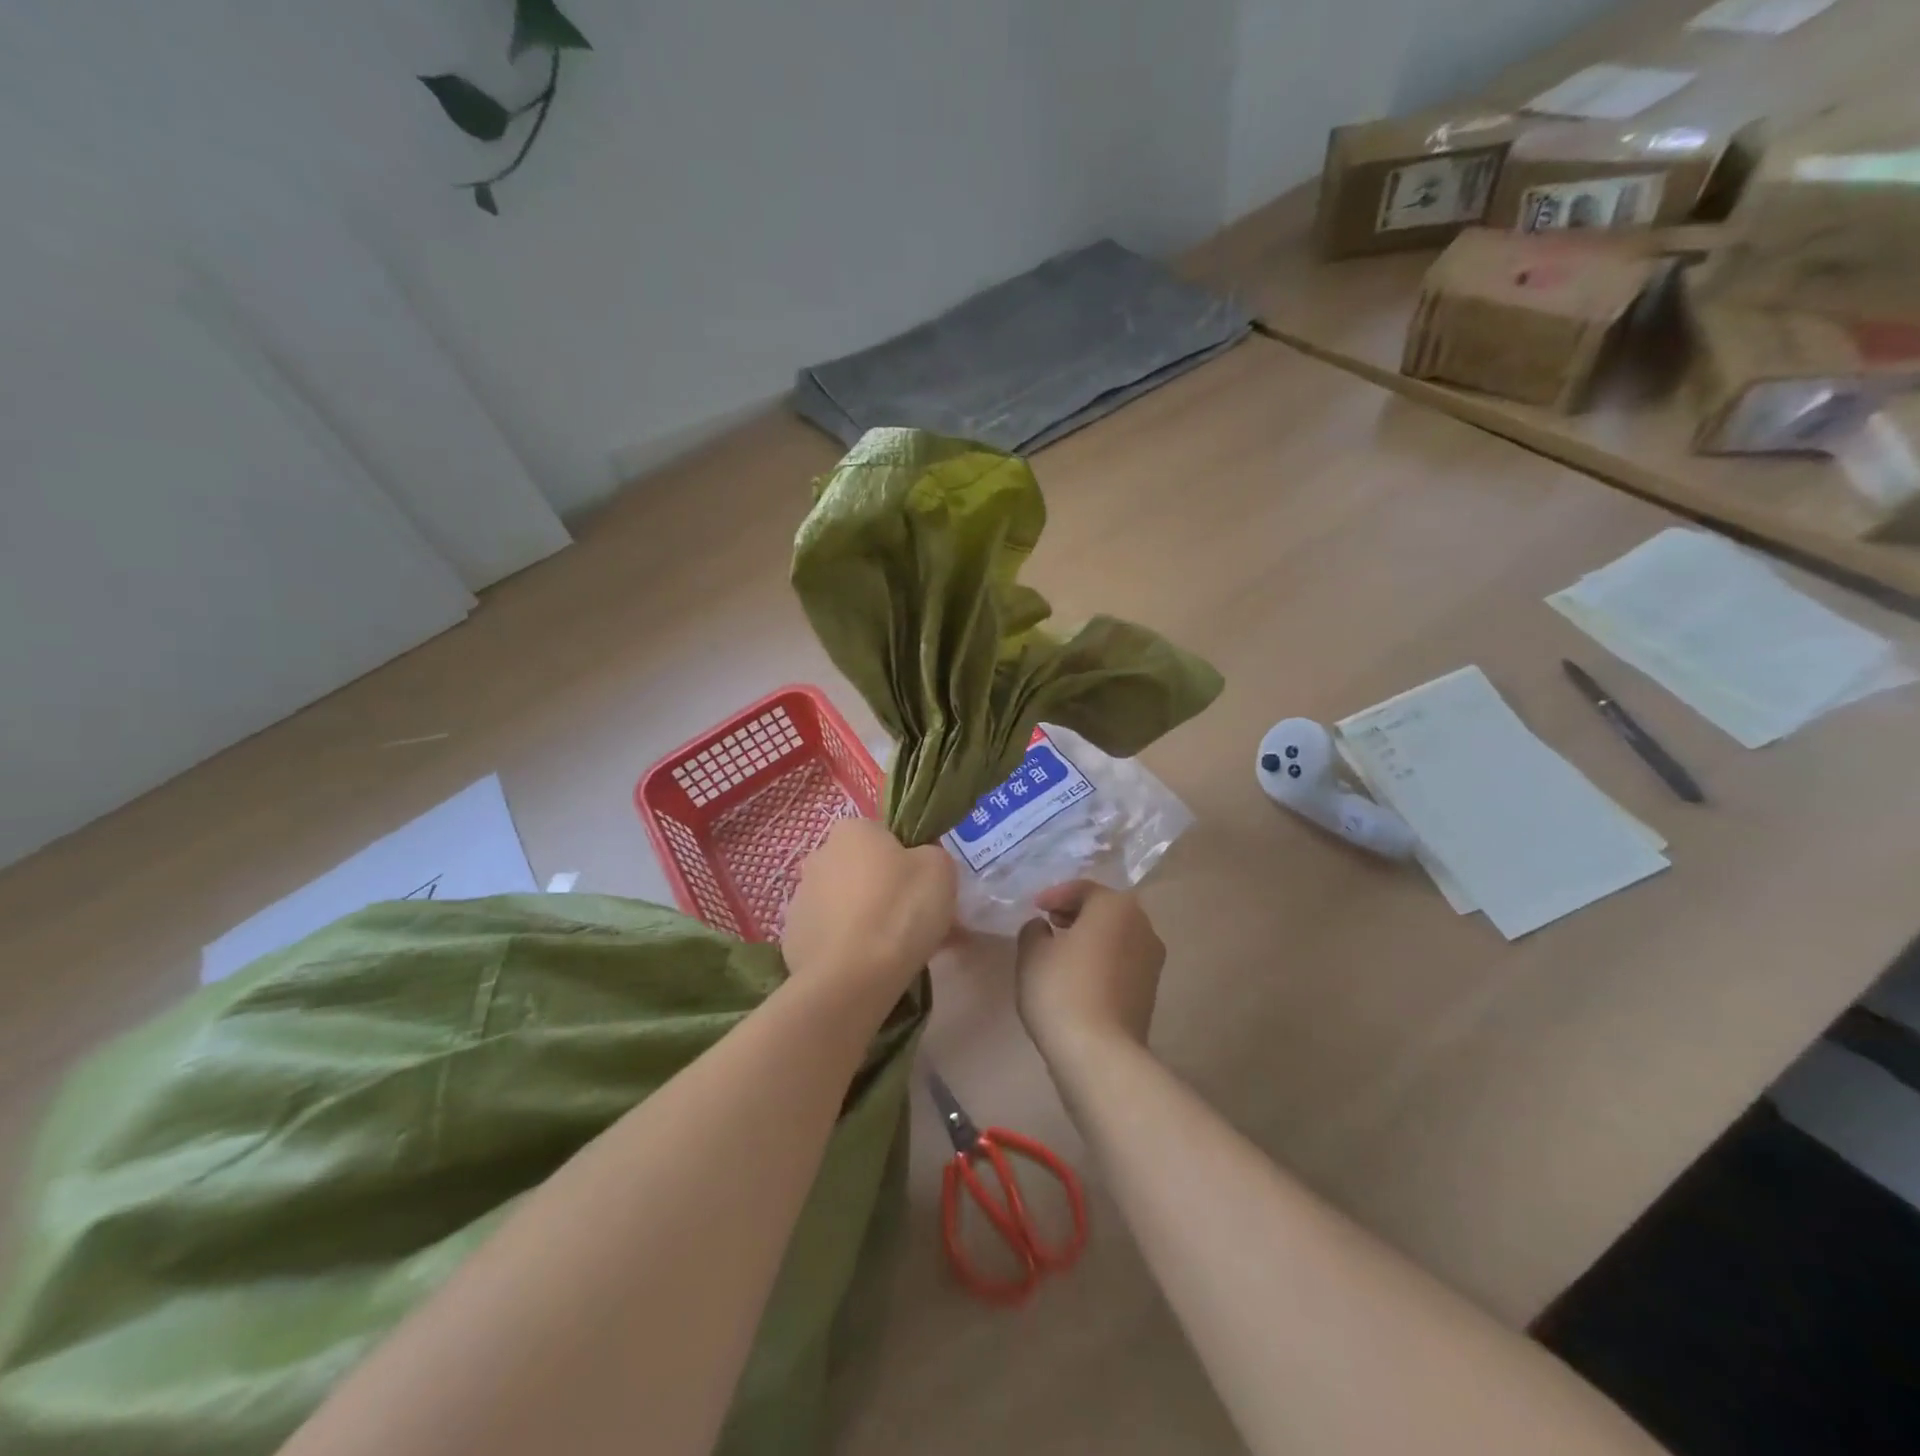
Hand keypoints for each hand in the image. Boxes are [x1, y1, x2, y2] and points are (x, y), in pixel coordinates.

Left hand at [783, 819, 955, 1011]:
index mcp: (852, 830)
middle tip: (912, 921)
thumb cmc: (900, 911)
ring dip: (865, 918)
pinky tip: (867, 967)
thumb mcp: (940, 868)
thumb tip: (918, 862)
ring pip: (845, 903)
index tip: (923, 888)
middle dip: (884, 890)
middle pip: (863, 869)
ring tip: (892, 952)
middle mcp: (819, 856)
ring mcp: (800, 899)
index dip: (908, 861)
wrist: (853, 978)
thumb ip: (931, 853)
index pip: (885, 836)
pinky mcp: (792, 938)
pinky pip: (830, 935)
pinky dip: (847, 946)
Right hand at [1014, 882, 1165, 1059]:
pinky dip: (1102, 961)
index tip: (1034, 909)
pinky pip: (1122, 962)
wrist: (1100, 1053)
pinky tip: (1079, 978)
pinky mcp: (1151, 991)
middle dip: (1076, 913)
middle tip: (1049, 923)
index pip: (1083, 889)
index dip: (1055, 895)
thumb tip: (1044, 928)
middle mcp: (1143, 925)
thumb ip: (1034, 930)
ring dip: (1091, 938)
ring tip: (1061, 952)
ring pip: (1116, 936)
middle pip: (1105, 910)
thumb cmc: (1062, 989)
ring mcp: (1152, 960)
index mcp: (1116, 906)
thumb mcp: (1032, 952)